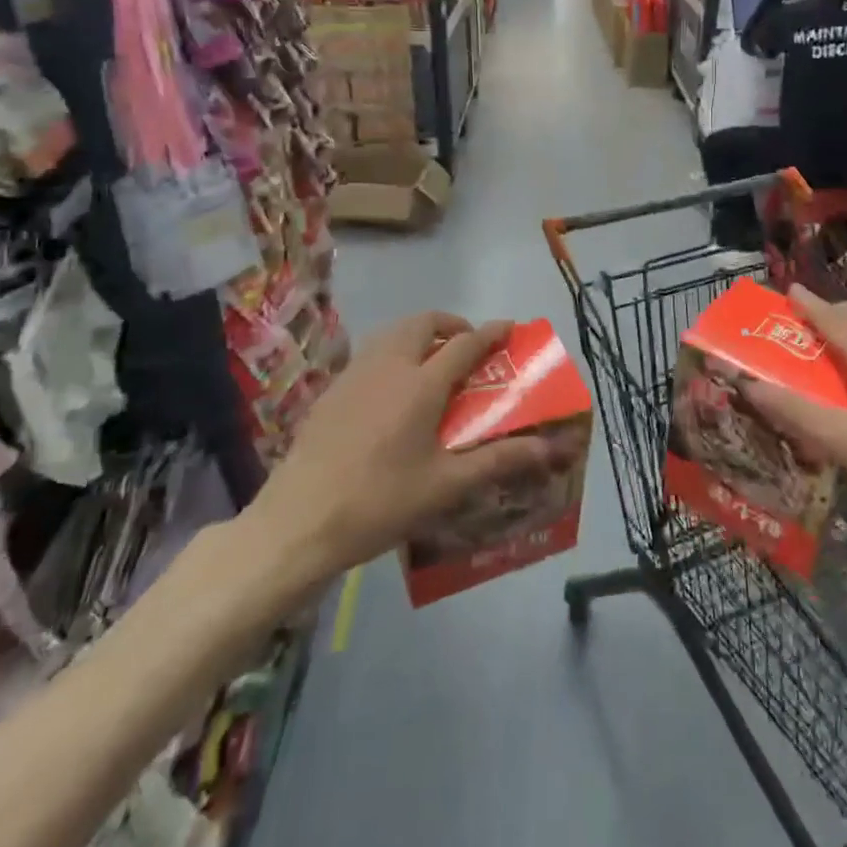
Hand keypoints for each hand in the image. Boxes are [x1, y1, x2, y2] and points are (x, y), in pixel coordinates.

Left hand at [233, 312, 554, 608]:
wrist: (297, 522)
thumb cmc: (380, 502)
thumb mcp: (446, 486)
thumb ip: (498, 461)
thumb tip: (548, 450)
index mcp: (421, 385)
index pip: (465, 344)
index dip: (491, 332)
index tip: (510, 327)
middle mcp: (388, 367)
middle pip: (423, 323)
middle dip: (451, 324)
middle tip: (468, 345)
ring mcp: (354, 375)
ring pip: (392, 333)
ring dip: (419, 334)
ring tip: (432, 361)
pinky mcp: (331, 391)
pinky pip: (370, 353)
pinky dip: (393, 352)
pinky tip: (392, 389)